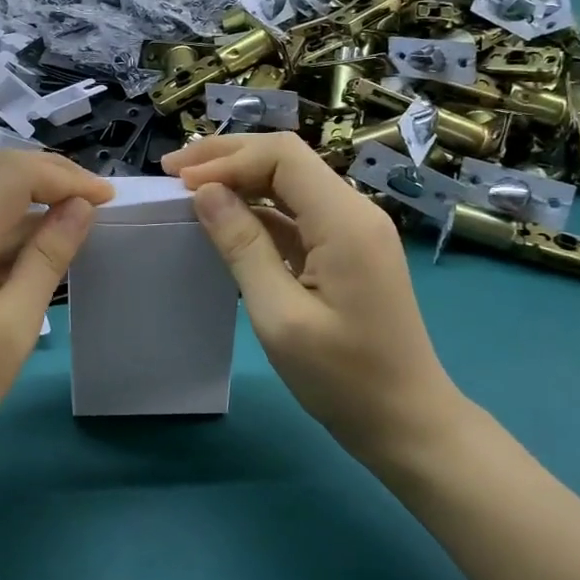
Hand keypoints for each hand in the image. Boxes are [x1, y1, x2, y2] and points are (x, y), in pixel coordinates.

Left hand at [0, 150, 113, 478]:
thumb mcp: (13, 329)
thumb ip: (46, 260)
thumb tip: (80, 208)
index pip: (12, 175)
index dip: (64, 176)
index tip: (108, 199)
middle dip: (51, 174)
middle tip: (96, 201)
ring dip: (33, 191)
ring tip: (78, 216)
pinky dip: (14, 216)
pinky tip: (42, 242)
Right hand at [162, 133, 463, 464]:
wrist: (408, 423)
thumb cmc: (344, 378)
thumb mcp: (281, 316)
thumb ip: (243, 247)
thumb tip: (205, 193)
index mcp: (344, 220)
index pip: (282, 156)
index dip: (227, 160)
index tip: (180, 183)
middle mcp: (353, 211)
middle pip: (285, 159)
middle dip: (227, 158)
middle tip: (172, 170)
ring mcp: (352, 230)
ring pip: (289, 182)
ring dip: (239, 178)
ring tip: (188, 188)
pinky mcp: (345, 249)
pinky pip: (296, 212)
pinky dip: (256, 208)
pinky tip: (224, 220)